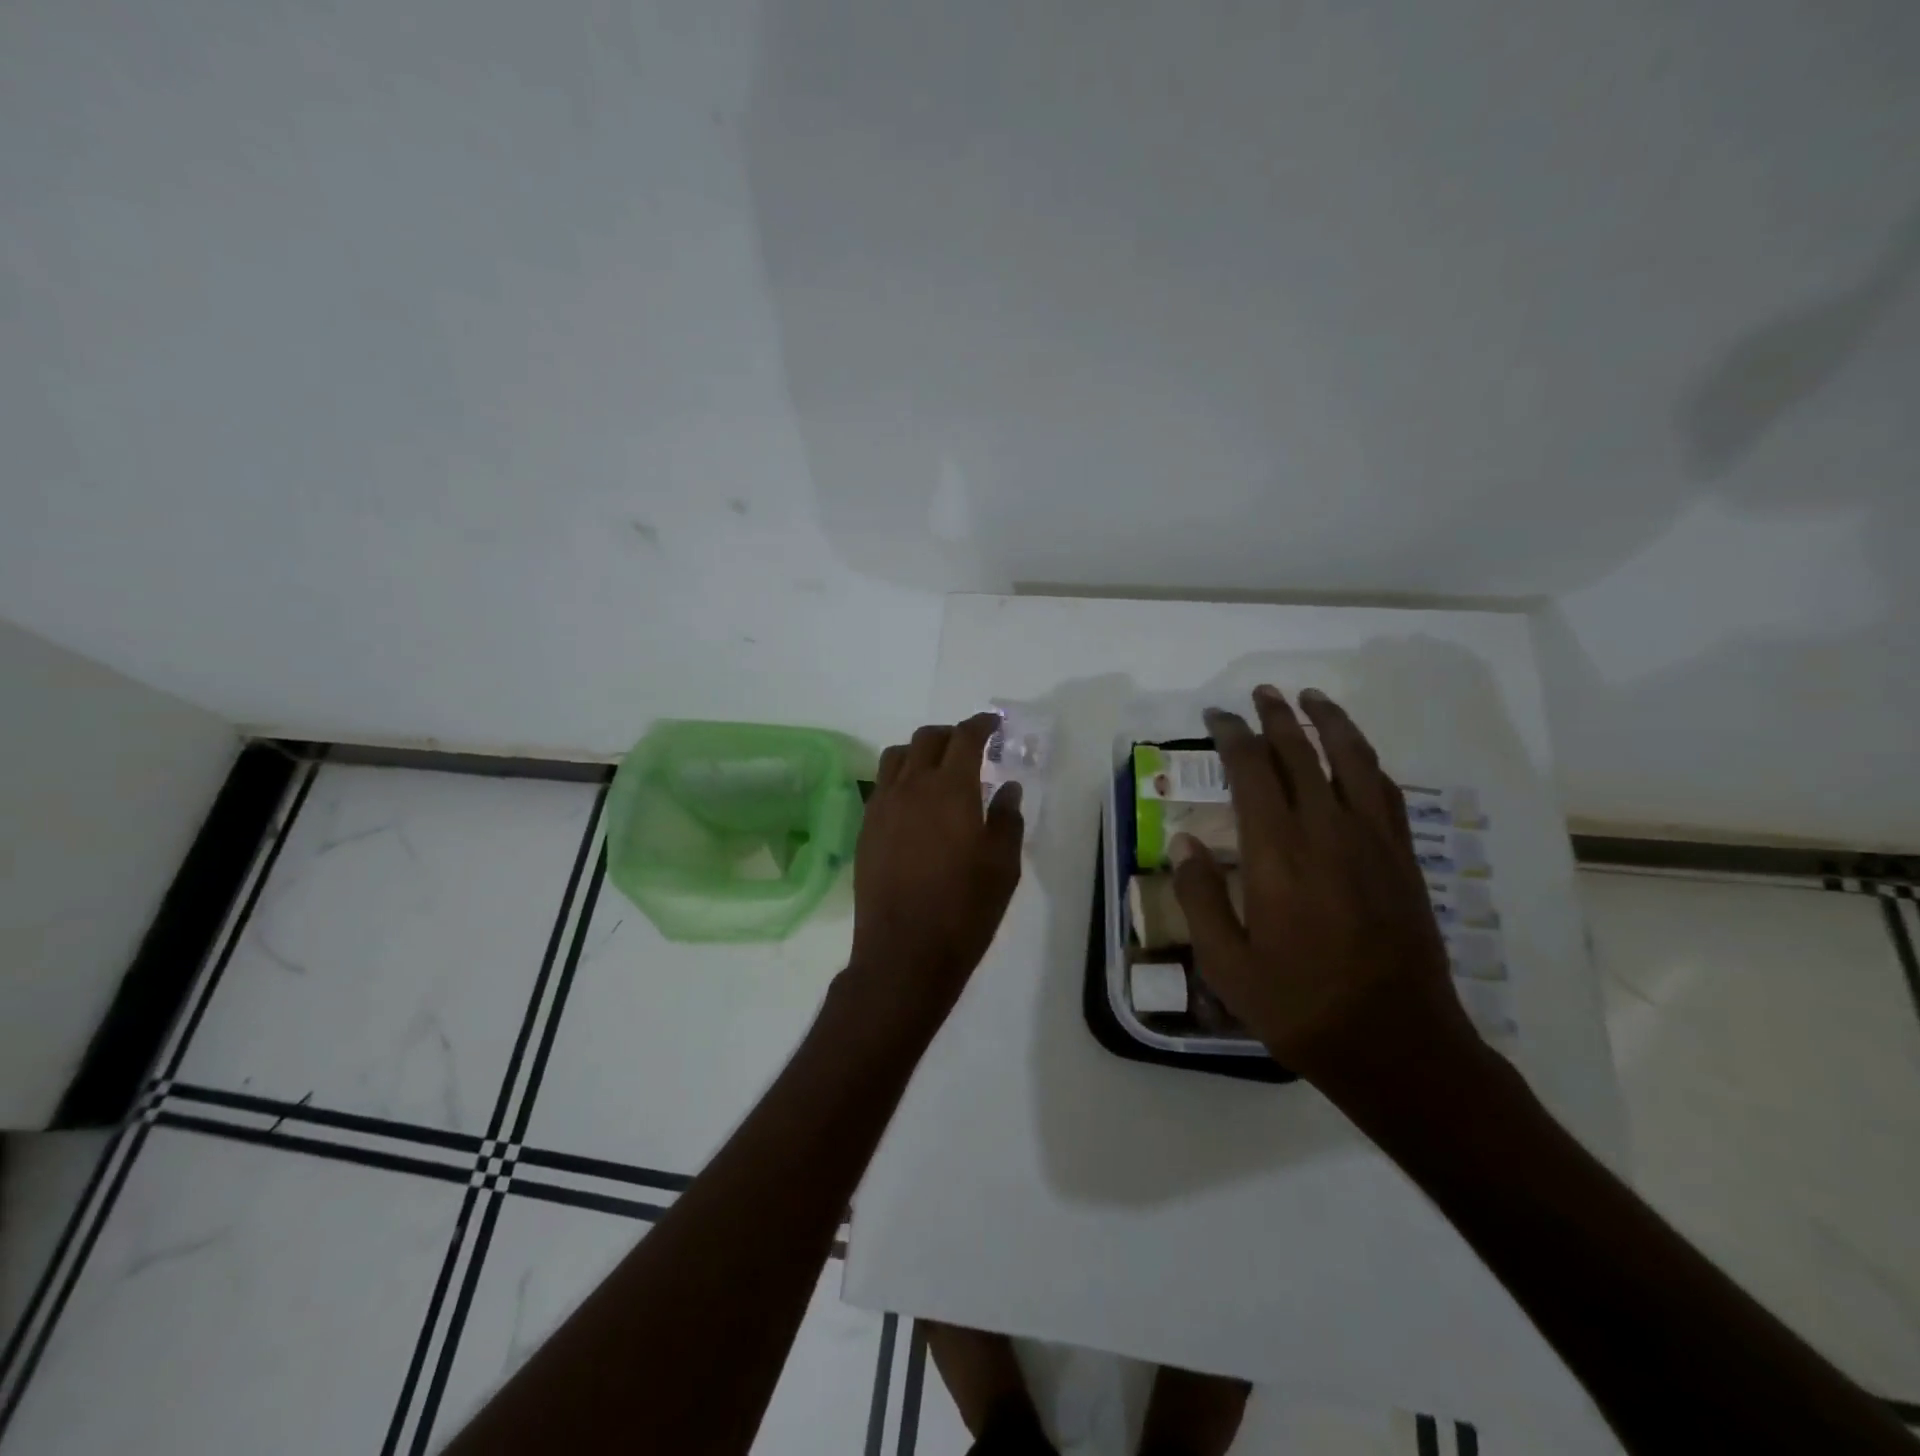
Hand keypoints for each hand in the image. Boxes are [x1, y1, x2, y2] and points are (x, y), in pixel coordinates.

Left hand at [843, 714, 1025, 1037]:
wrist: (904, 953)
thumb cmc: (964, 909)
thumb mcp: (1002, 866)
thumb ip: (1006, 819)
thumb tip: (1006, 788)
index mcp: (950, 789)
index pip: (964, 737)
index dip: (980, 725)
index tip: (993, 725)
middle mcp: (911, 787)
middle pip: (926, 739)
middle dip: (950, 734)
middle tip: (969, 747)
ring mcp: (882, 806)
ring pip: (897, 757)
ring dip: (920, 752)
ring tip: (937, 770)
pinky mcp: (866, 829)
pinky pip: (881, 785)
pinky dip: (900, 778)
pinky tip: (914, 803)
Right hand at [1170, 686, 1474, 1090]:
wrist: (1396, 1044)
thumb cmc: (1299, 1006)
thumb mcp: (1226, 964)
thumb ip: (1200, 897)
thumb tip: (1184, 843)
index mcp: (1277, 853)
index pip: (1252, 771)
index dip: (1232, 736)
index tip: (1216, 716)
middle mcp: (1327, 832)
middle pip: (1302, 753)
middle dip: (1277, 716)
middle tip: (1259, 692)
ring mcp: (1373, 842)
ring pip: (1352, 760)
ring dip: (1330, 722)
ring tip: (1311, 697)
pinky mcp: (1402, 860)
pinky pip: (1385, 791)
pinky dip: (1366, 761)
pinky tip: (1356, 755)